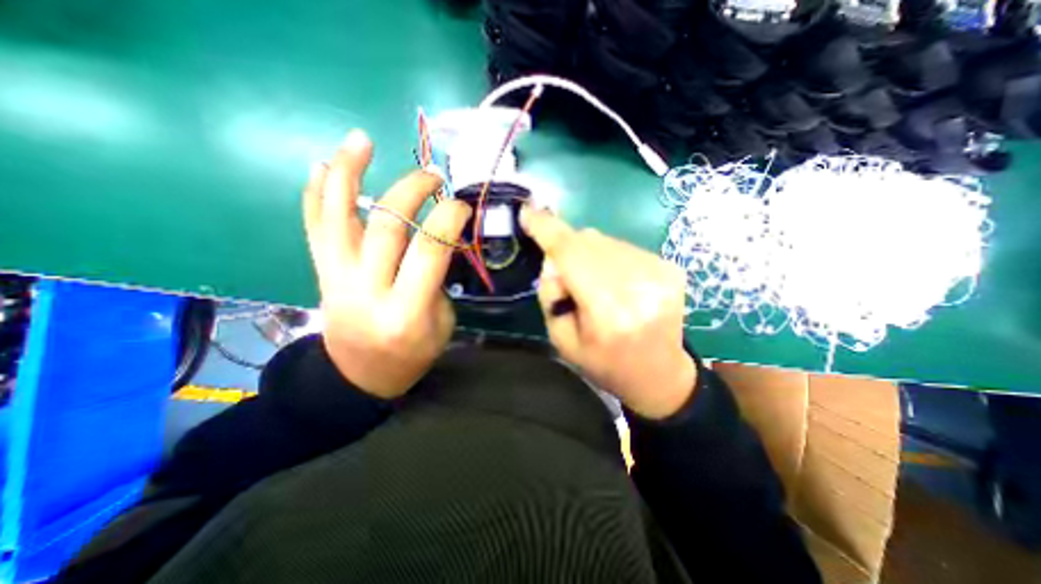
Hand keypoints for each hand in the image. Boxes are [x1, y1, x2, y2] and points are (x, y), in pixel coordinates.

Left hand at [304, 129, 469, 399]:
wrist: (358, 376)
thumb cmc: (411, 355)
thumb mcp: (442, 324)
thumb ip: (439, 280)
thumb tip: (439, 237)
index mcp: (406, 312)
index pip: (428, 250)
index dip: (448, 219)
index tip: (461, 205)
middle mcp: (367, 291)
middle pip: (386, 226)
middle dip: (411, 190)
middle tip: (432, 177)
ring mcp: (337, 279)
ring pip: (338, 217)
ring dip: (348, 173)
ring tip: (360, 140)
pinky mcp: (321, 273)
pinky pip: (315, 228)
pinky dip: (317, 194)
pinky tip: (321, 166)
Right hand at [521, 208, 698, 416]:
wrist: (659, 375)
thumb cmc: (605, 363)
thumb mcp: (562, 339)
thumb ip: (551, 293)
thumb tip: (553, 258)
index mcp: (609, 311)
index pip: (572, 255)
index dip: (547, 229)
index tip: (527, 212)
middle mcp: (639, 286)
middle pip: (588, 241)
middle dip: (565, 248)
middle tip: (563, 274)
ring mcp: (660, 273)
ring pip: (605, 240)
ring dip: (588, 254)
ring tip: (593, 284)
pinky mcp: (670, 267)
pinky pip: (623, 247)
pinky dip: (609, 258)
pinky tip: (615, 283)